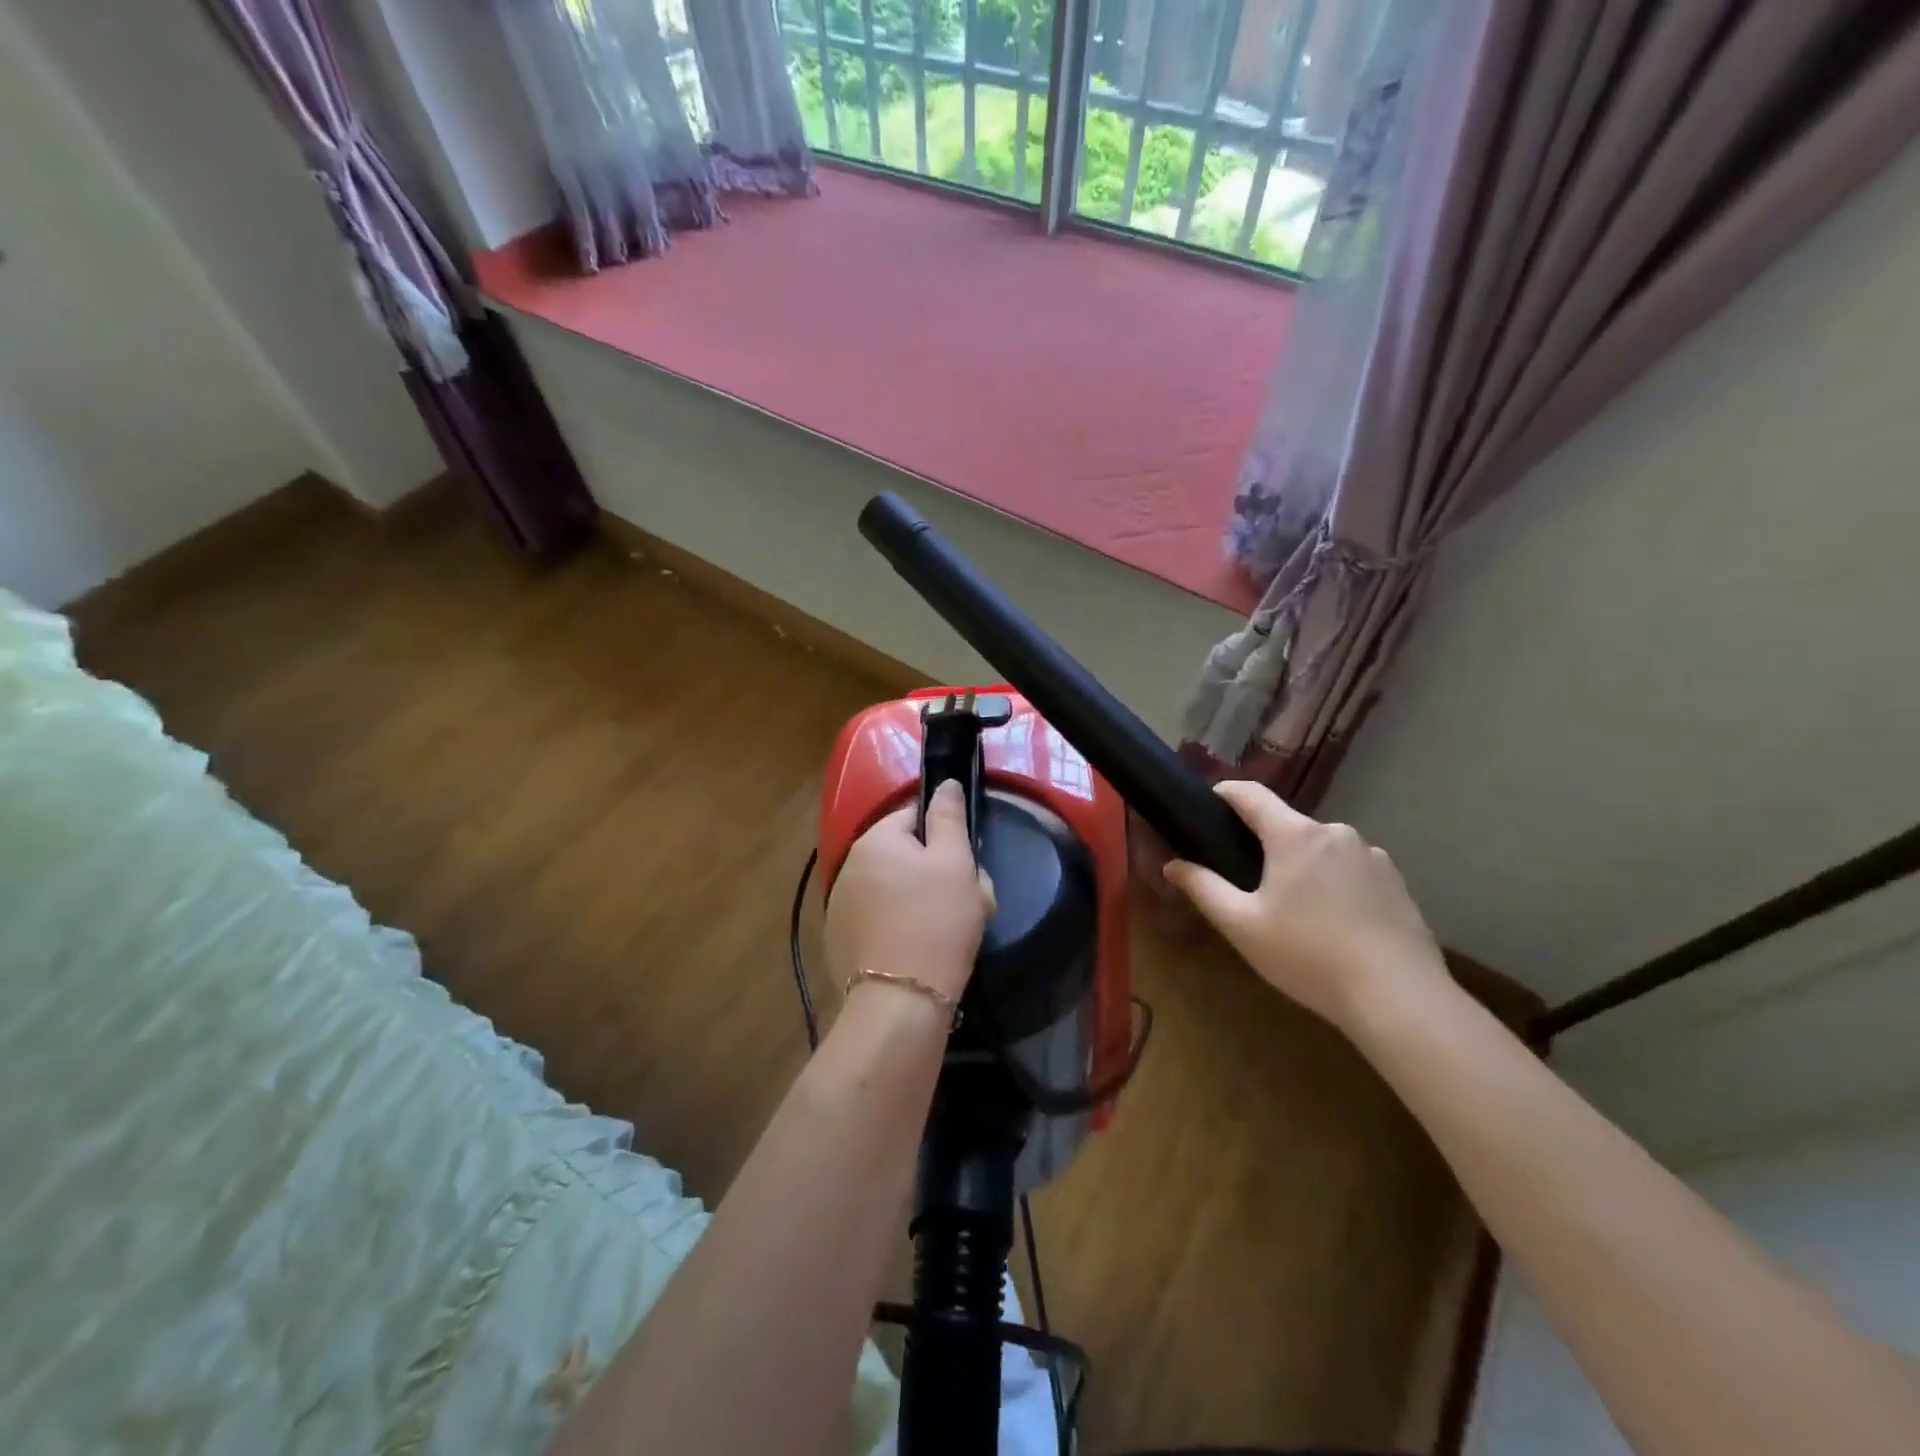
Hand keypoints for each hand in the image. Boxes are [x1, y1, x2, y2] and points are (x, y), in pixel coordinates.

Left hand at [825, 780, 995, 1002]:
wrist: (901, 1001)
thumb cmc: (936, 921)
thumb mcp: (955, 862)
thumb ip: (949, 817)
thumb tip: (945, 783)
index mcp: (875, 838)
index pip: (913, 816)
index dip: (944, 836)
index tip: (965, 865)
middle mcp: (848, 864)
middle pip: (902, 854)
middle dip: (933, 871)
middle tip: (963, 901)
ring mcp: (839, 904)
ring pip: (892, 888)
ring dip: (917, 899)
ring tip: (943, 930)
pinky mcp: (840, 939)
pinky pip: (878, 918)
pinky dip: (897, 925)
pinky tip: (916, 949)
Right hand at [1164, 780, 1448, 1031]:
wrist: (1399, 997)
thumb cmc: (1308, 956)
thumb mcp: (1242, 926)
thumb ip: (1204, 888)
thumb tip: (1173, 864)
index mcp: (1294, 835)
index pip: (1251, 794)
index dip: (1225, 793)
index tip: (1209, 803)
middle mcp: (1336, 833)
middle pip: (1288, 825)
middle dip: (1265, 843)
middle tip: (1249, 882)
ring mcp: (1372, 856)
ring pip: (1321, 849)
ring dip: (1303, 865)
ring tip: (1295, 910)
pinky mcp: (1397, 883)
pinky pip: (1352, 870)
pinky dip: (1335, 884)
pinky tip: (1334, 924)